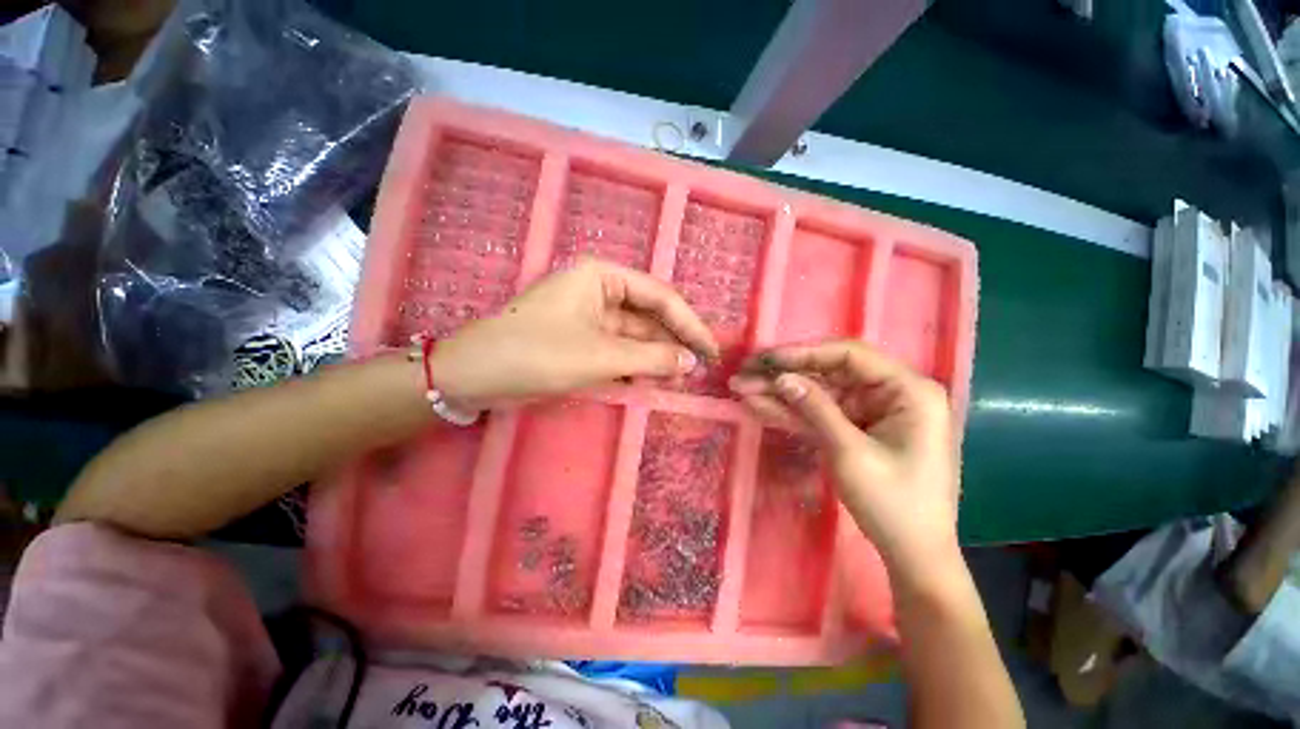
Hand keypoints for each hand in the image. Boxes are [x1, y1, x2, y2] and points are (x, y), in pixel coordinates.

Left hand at [431, 259, 718, 407]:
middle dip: (673, 342)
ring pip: (634, 336)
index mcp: (602, 277)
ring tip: (679, 379)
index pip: (660, 297)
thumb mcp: (600, 357)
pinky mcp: (580, 340)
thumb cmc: (537, 354)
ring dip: (655, 357)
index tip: (711, 351)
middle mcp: (598, 290)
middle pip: (648, 316)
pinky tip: (650, 382)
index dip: (689, 324)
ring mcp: (588, 316)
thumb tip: (691, 361)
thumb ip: (651, 359)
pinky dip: (634, 366)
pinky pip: (617, 350)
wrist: (473, 375)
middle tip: (700, 369)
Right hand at [729, 341, 958, 575]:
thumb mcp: (850, 453)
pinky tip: (758, 405)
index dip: (804, 353)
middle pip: (829, 372)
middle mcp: (890, 393)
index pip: (850, 355)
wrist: (912, 555)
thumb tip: (781, 377)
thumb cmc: (895, 504)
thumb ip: (816, 409)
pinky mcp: (854, 429)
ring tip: (741, 388)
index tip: (768, 359)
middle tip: (745, 371)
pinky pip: (819, 414)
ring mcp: (870, 412)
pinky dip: (790, 412)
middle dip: (785, 373)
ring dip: (781, 393)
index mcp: (908, 390)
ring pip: (818, 393)